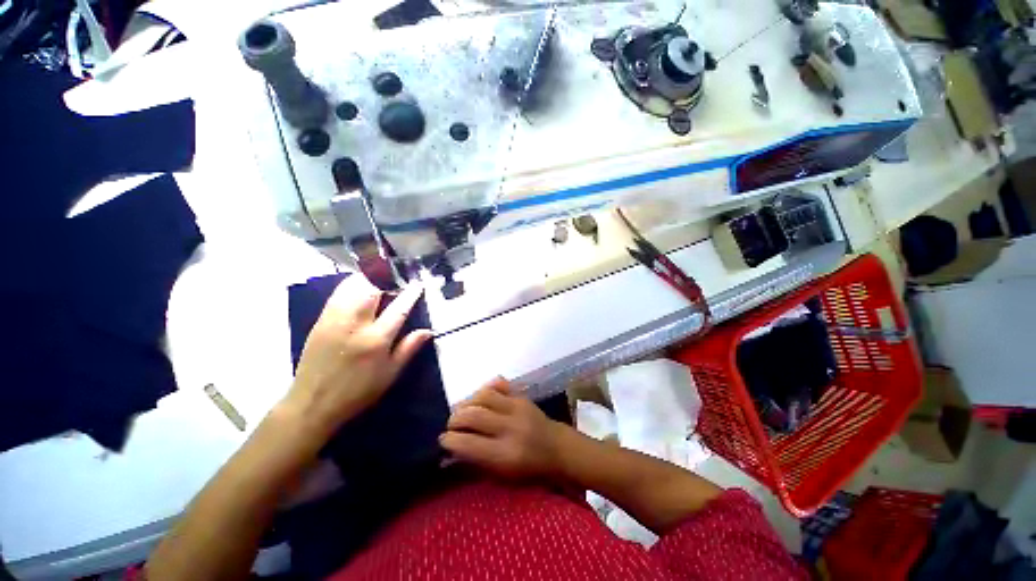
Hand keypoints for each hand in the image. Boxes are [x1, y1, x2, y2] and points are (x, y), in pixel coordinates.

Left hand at [283, 276, 431, 441]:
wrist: (312, 404)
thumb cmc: (358, 391)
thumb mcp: (390, 373)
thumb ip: (409, 348)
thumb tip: (428, 330)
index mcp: (375, 340)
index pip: (398, 308)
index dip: (411, 294)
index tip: (418, 284)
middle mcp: (354, 324)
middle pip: (372, 289)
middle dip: (387, 279)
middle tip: (398, 279)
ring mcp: (334, 319)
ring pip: (352, 286)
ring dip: (369, 278)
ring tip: (380, 279)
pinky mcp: (320, 320)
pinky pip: (338, 293)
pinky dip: (352, 285)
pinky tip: (360, 288)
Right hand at [439, 379, 569, 479]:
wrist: (557, 447)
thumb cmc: (529, 469)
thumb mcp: (503, 475)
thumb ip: (476, 461)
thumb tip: (450, 450)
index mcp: (505, 454)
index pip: (469, 443)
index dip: (450, 440)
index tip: (443, 440)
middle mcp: (510, 428)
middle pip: (473, 416)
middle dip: (455, 419)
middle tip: (451, 425)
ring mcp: (517, 408)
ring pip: (483, 396)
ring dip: (467, 402)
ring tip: (462, 410)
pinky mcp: (521, 396)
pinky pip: (498, 385)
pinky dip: (484, 389)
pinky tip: (479, 398)